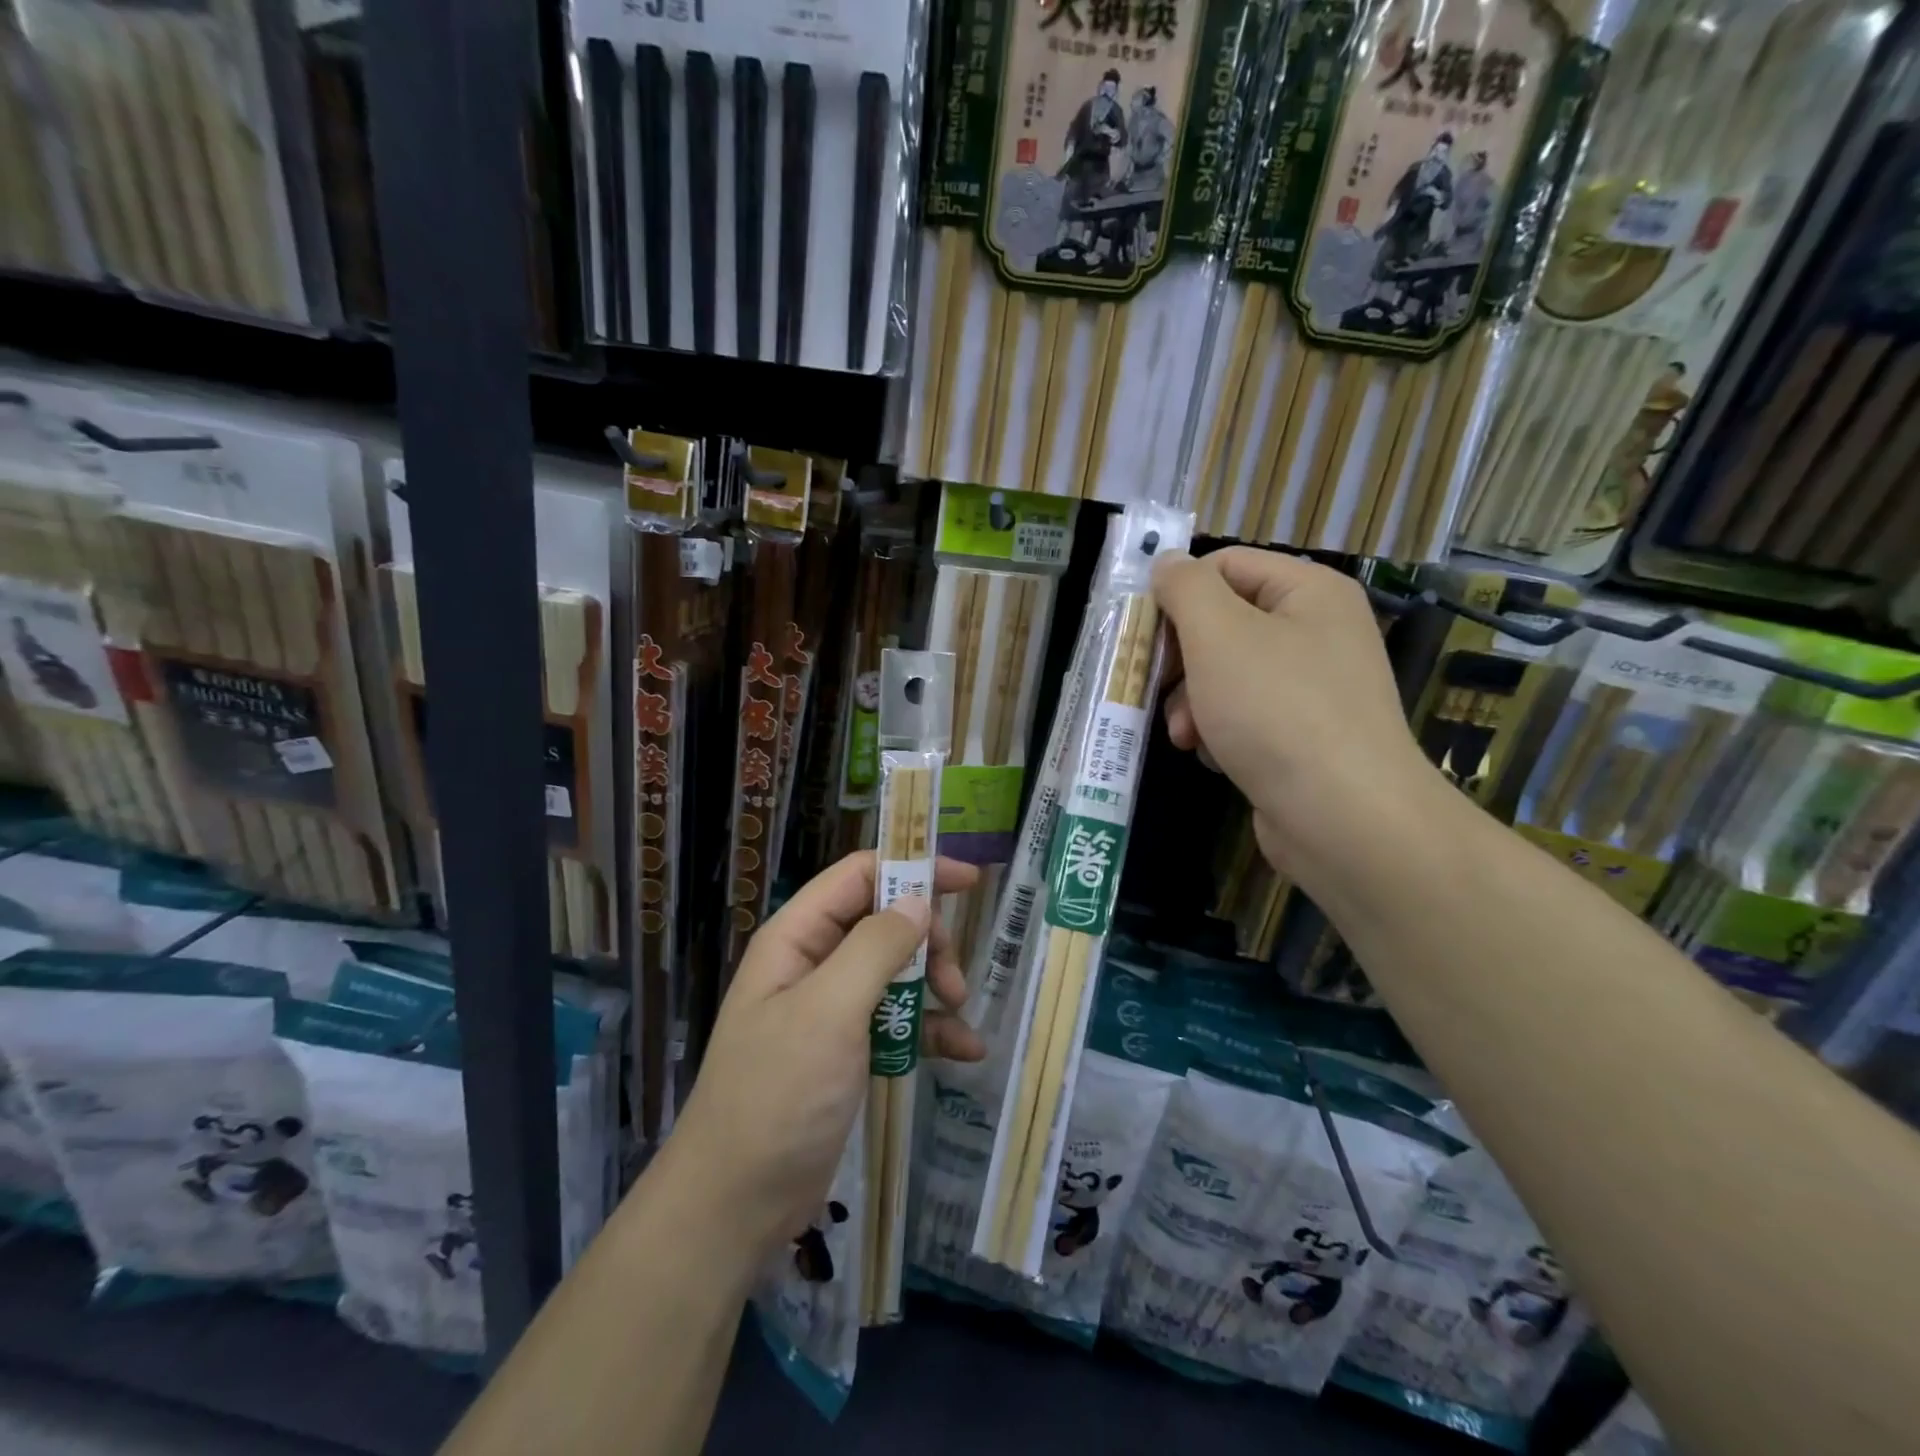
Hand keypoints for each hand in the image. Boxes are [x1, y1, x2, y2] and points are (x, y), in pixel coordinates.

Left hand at [660, 853, 984, 1257]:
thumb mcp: (829, 1012)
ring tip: (960, 1015)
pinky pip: (896, 1020)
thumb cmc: (778, 1095)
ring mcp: (830, 1009)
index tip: (966, 882)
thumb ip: (875, 948)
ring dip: (933, 986)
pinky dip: (930, 1029)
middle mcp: (813, 964)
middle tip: (953, 977)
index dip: (911, 869)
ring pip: (895, 971)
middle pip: (883, 922)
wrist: (737, 1204)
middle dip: (926, 941)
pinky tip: (964, 1050)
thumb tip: (917, 900)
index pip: (858, 877)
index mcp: (797, 938)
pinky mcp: (846, 1051)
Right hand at [1152, 547, 1434, 890]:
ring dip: (1192, 703)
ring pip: (1226, 675)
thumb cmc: (1276, 711)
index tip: (1143, 637)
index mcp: (1309, 591)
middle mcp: (1317, 631)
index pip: (1224, 566)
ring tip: (1185, 736)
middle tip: (1156, 689)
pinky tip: (1214, 757)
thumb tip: (1167, 562)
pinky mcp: (1304, 736)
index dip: (1177, 595)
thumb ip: (1185, 589)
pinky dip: (1220, 732)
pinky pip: (1245, 716)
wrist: (1343, 817)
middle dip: (1182, 661)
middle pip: (1222, 624)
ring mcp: (1313, 687)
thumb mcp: (1218, 634)